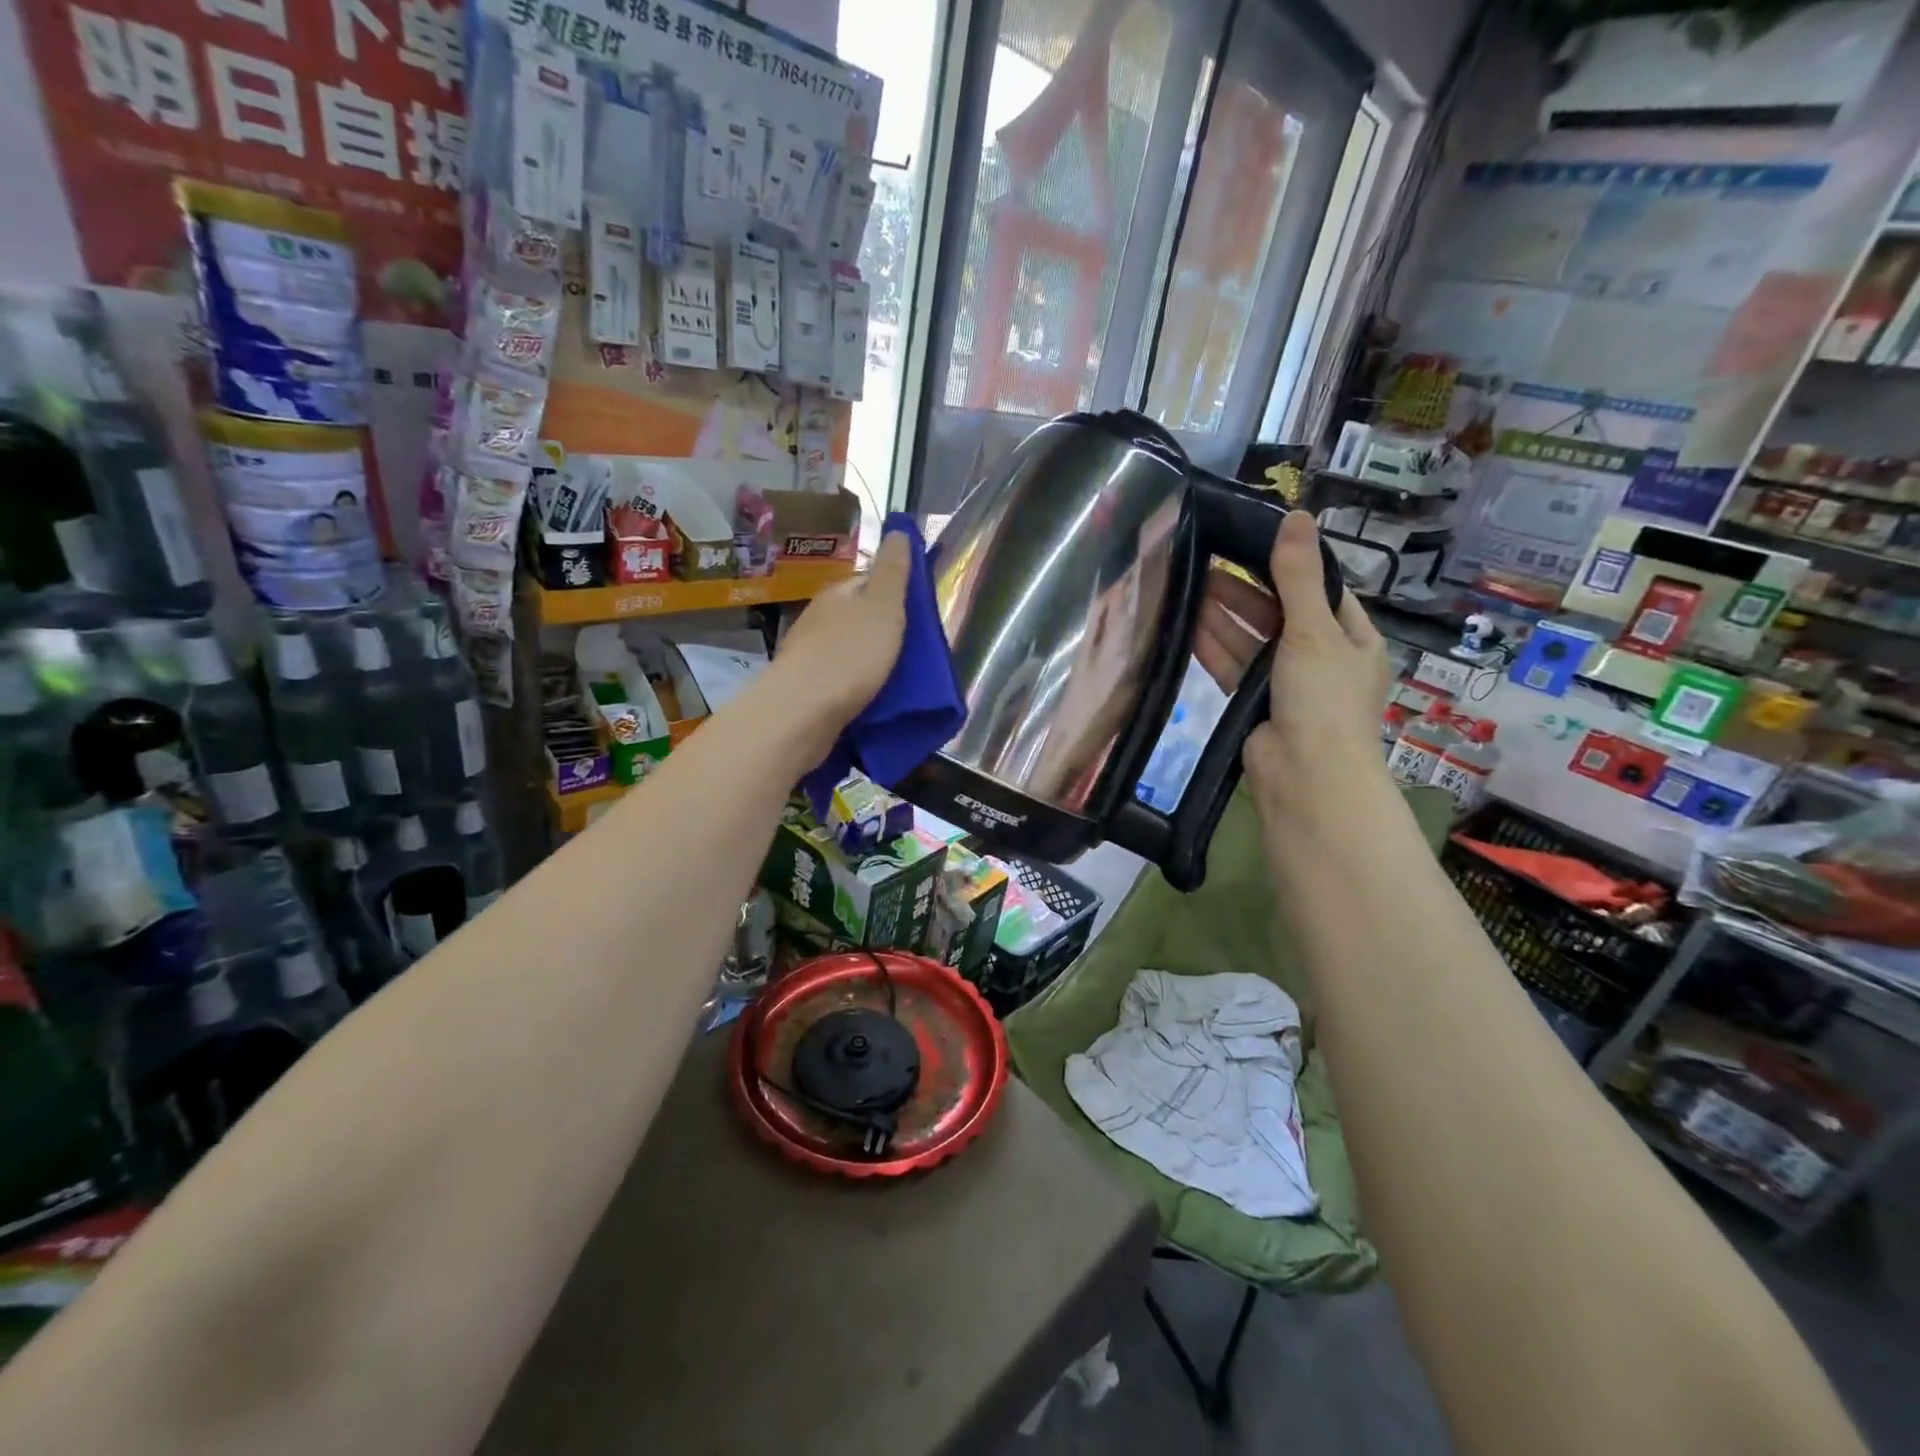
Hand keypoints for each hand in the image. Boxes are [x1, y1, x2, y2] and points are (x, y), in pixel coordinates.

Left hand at [765, 528, 912, 747]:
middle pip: (859, 619)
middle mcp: (819, 620)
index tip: (919, 618)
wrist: (802, 714)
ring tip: (900, 681)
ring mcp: (810, 657)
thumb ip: (893, 572)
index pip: (870, 583)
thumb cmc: (849, 655)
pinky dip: (859, 688)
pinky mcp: (807, 691)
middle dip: (885, 633)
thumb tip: (898, 530)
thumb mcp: (882, 607)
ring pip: (850, 652)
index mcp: (838, 595)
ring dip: (872, 663)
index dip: (896, 595)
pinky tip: (873, 701)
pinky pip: (841, 682)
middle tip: (916, 655)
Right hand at [1195, 511, 1391, 822]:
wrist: (1304, 775)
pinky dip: (1214, 647)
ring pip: (1252, 640)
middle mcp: (1322, 658)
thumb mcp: (1314, 629)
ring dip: (1225, 615)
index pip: (1321, 591)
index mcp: (1352, 638)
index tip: (1251, 541)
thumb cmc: (1323, 698)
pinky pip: (1234, 666)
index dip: (1289, 566)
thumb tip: (1297, 515)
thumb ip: (1298, 576)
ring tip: (1189, 583)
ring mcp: (1286, 683)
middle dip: (1245, 589)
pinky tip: (1187, 625)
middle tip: (1206, 559)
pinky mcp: (1255, 704)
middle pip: (1280, 613)